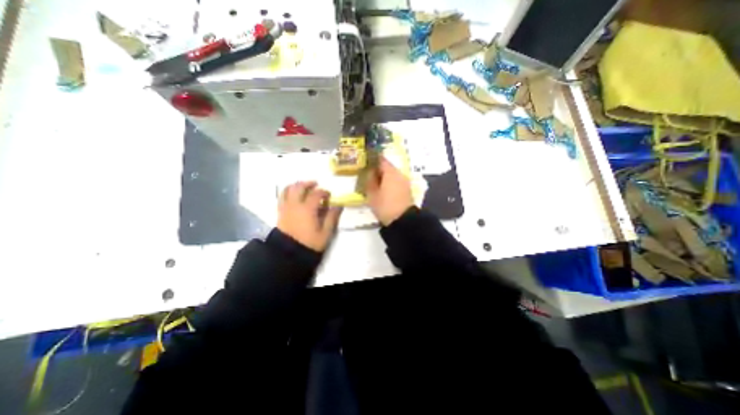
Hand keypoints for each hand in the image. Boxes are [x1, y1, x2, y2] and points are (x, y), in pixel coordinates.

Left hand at [278, 181, 344, 252]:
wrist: (289, 254)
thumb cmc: (309, 243)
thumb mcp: (325, 232)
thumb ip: (332, 217)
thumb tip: (338, 205)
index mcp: (307, 209)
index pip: (316, 194)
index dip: (324, 192)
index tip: (329, 196)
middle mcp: (295, 205)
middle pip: (299, 187)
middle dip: (308, 183)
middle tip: (315, 184)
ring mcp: (286, 208)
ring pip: (288, 190)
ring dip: (296, 185)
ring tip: (303, 186)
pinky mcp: (280, 212)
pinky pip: (281, 197)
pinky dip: (287, 192)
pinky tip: (292, 195)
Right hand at [366, 156, 413, 225]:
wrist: (403, 220)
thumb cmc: (385, 206)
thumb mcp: (372, 194)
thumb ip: (370, 180)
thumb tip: (370, 171)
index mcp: (390, 172)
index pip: (381, 159)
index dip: (372, 160)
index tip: (365, 163)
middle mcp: (399, 174)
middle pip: (387, 167)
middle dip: (378, 170)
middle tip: (368, 175)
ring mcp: (405, 182)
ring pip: (392, 175)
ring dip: (384, 177)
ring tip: (374, 184)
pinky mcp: (407, 190)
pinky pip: (396, 182)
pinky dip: (389, 183)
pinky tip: (383, 190)